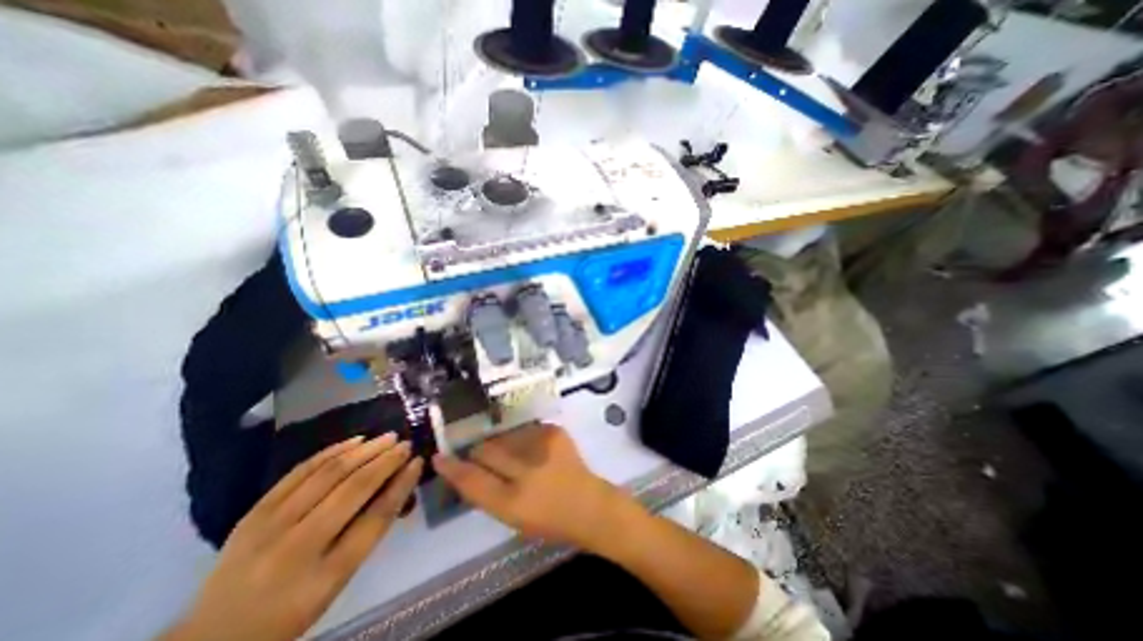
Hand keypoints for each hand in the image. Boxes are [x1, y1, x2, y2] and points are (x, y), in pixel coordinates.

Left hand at [162, 434, 423, 637]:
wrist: (213, 636)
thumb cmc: (292, 610)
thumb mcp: (338, 581)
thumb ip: (368, 531)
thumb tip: (396, 484)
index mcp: (325, 574)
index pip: (376, 517)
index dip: (401, 485)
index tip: (417, 462)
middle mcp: (297, 547)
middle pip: (353, 489)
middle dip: (386, 461)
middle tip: (405, 443)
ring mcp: (270, 526)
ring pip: (328, 473)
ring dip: (364, 450)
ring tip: (386, 437)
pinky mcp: (254, 512)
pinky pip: (299, 471)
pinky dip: (331, 451)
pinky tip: (354, 440)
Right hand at [436, 420, 639, 549]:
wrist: (589, 504)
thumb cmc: (549, 520)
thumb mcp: (512, 518)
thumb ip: (486, 493)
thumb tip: (465, 468)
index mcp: (513, 502)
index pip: (472, 480)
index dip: (452, 468)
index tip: (439, 457)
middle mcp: (526, 470)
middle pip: (486, 450)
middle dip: (479, 451)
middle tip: (481, 455)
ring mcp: (543, 445)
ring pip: (504, 436)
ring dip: (501, 444)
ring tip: (514, 455)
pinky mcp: (554, 431)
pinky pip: (524, 430)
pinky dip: (521, 439)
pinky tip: (532, 450)